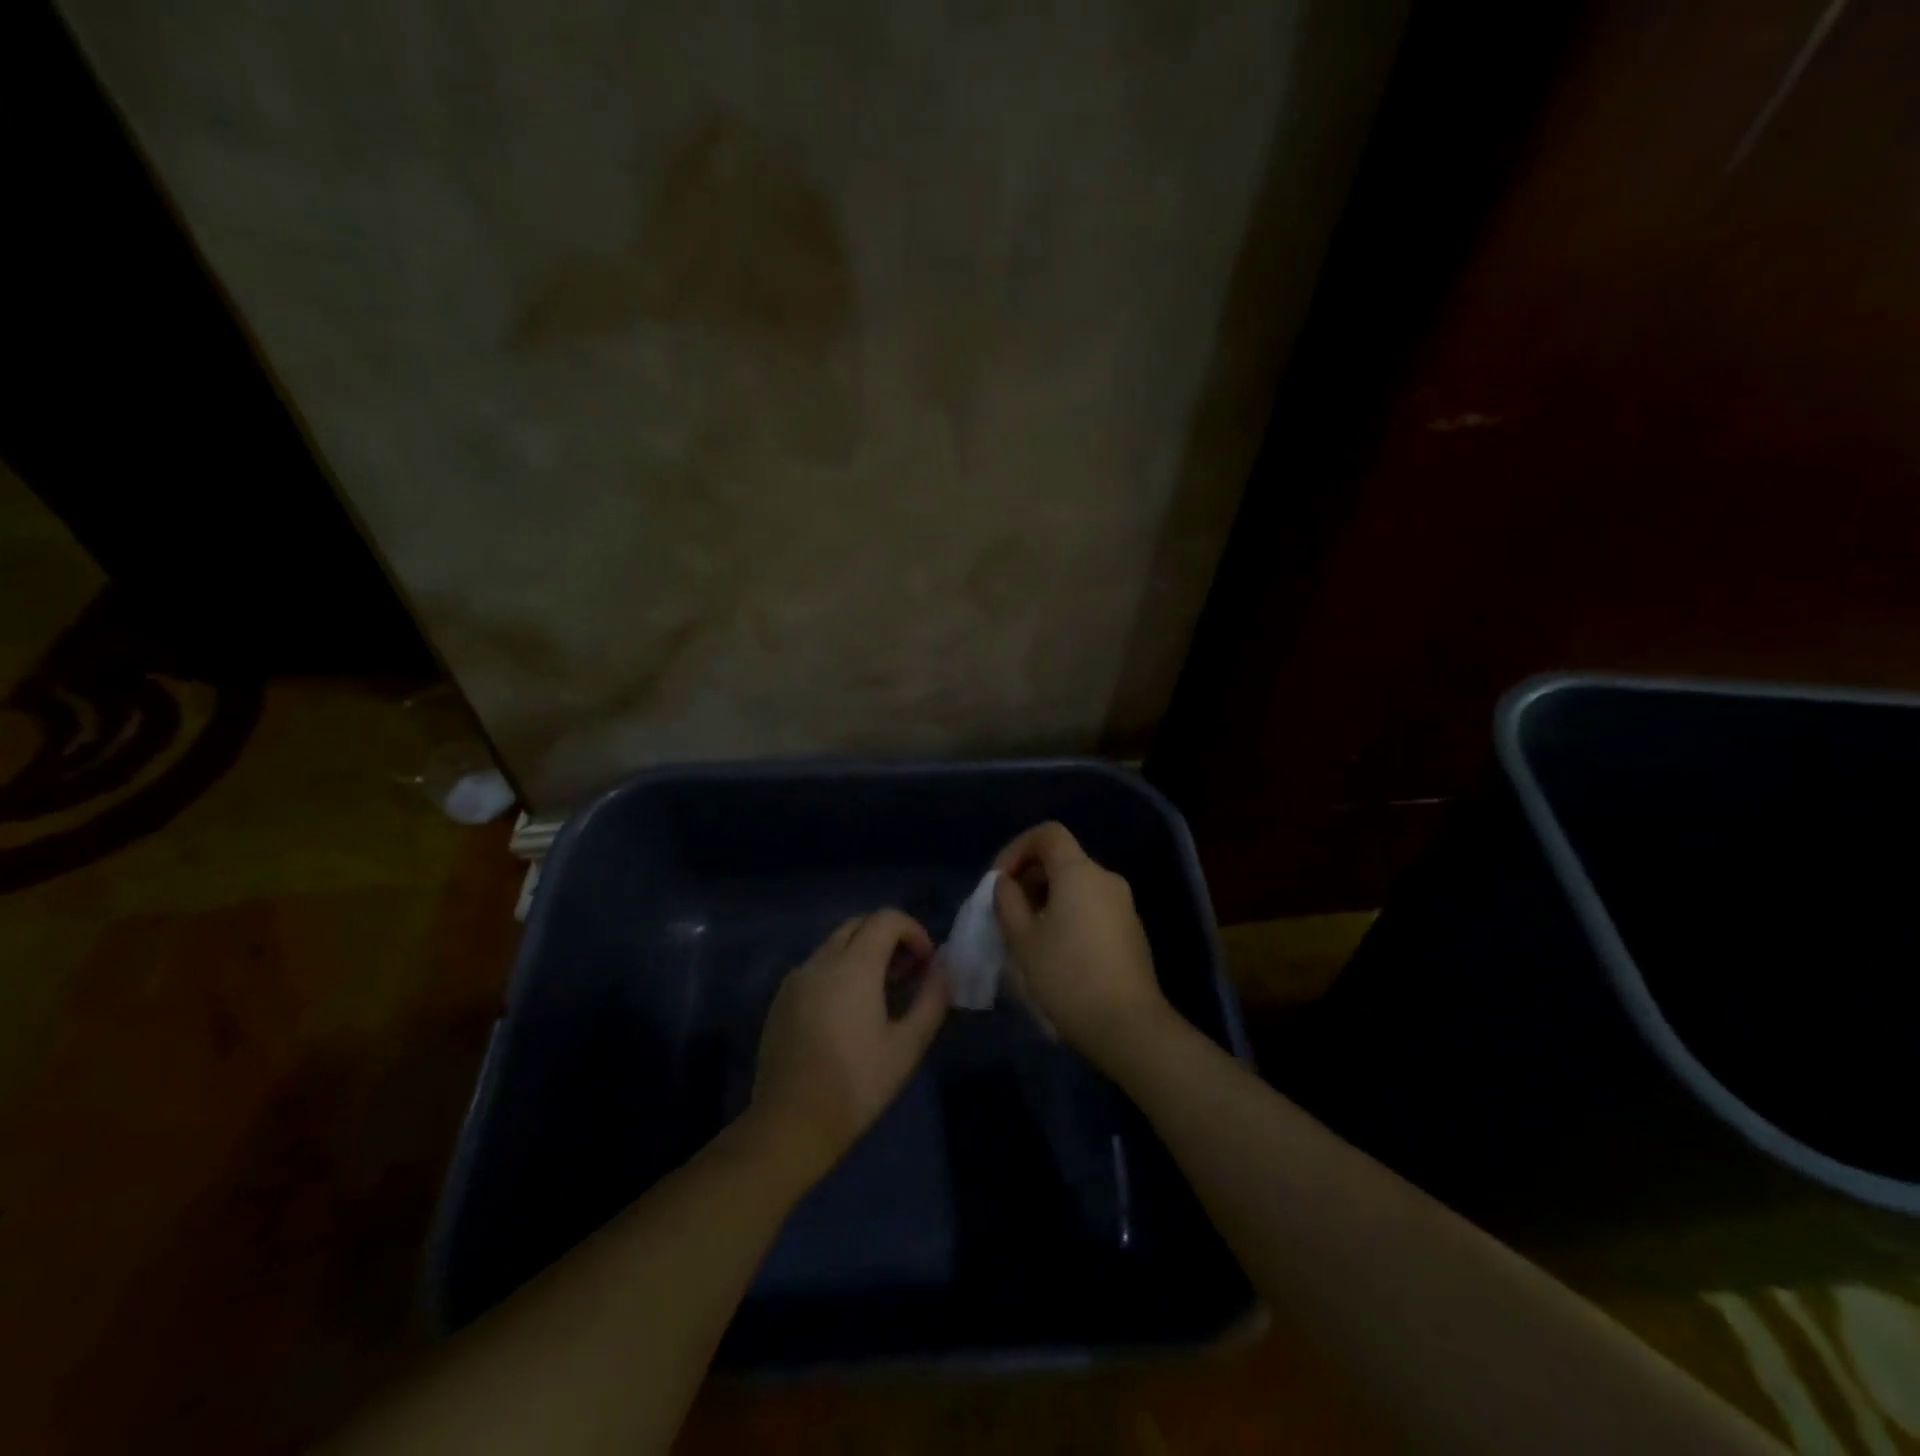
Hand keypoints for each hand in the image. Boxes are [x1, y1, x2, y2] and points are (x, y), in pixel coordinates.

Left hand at [749, 910, 950, 1183]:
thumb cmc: (856, 1086)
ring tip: (883, 994)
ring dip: (864, 953)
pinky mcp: (781, 1000)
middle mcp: (820, 961)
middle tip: (908, 974)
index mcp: (852, 966)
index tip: (925, 964)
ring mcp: (796, 979)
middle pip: (859, 924)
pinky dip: (840, 970)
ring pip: (836, 944)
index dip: (913, 931)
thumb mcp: (907, 1046)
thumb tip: (942, 970)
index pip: (886, 918)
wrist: (790, 1126)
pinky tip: (849, 1012)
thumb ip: (931, 999)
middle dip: (889, 938)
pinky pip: (817, 966)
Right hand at [992, 822, 1175, 1073]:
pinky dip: (1068, 914)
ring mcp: (1123, 905)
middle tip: (1006, 911)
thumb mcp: (1022, 939)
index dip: (1017, 848)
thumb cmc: (1067, 976)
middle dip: (1029, 877)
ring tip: (1026, 934)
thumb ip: (1007, 901)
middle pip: (1062, 859)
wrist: (1127, 1026)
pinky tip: (1055, 950)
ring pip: (1076, 885)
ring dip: (1047, 898)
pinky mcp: (1131, 930)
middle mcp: (1106, 879)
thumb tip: (1006, 883)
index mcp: (1079, 872)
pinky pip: (1092, 907)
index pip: (1047, 834)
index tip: (999, 881)